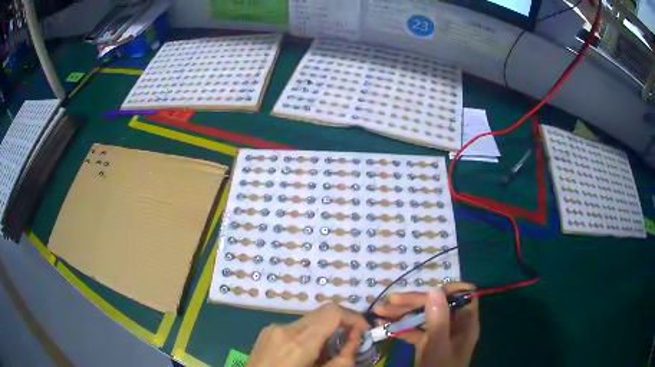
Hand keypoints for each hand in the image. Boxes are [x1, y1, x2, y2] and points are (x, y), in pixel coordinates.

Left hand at [246, 303, 369, 366]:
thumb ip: (343, 358)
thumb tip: (355, 338)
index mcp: (299, 342)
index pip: (332, 312)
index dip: (353, 317)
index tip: (364, 331)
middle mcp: (285, 329)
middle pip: (322, 313)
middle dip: (341, 323)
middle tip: (351, 340)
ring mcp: (273, 328)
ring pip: (309, 320)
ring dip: (325, 330)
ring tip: (326, 352)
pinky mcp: (266, 332)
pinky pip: (295, 327)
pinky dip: (309, 335)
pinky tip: (307, 353)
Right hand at [373, 282, 478, 366]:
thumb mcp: (437, 347)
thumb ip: (438, 321)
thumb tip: (434, 289)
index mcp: (465, 323)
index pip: (462, 295)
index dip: (446, 290)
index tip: (425, 292)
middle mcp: (454, 325)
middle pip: (437, 304)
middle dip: (412, 302)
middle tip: (388, 303)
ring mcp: (440, 334)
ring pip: (423, 316)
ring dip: (401, 313)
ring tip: (379, 312)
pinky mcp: (428, 343)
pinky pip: (415, 330)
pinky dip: (400, 328)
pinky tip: (384, 327)